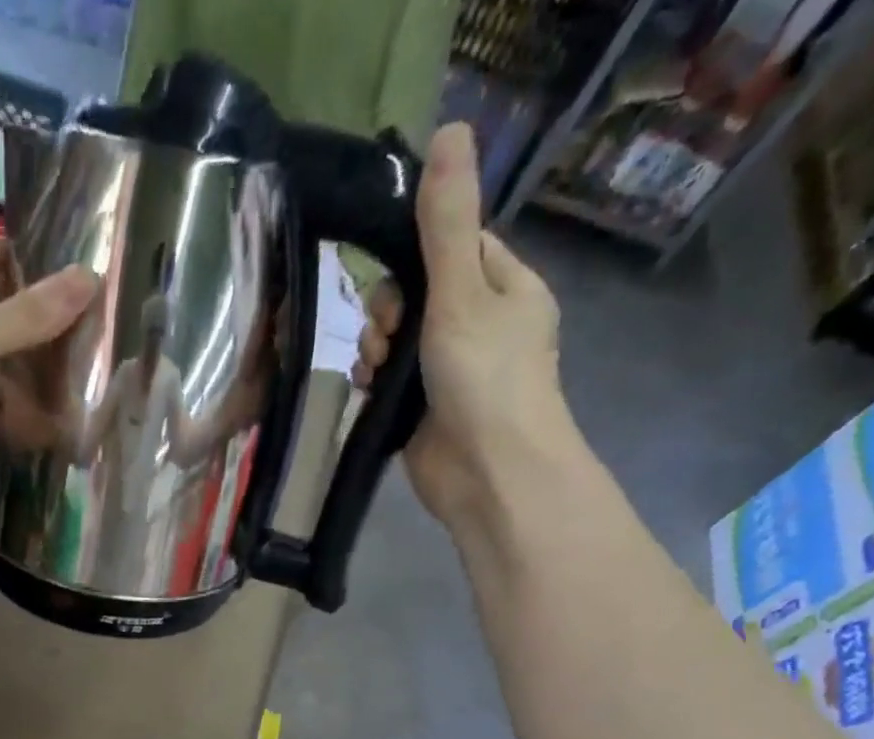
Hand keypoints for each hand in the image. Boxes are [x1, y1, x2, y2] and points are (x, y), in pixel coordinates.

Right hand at [353, 124, 568, 527]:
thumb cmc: (485, 379)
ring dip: (376, 345)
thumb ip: (446, 225)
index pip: (456, 246)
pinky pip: (389, 379)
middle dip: (390, 308)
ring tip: (374, 365)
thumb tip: (449, 131)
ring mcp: (449, 371)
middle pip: (418, 293)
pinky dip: (374, 379)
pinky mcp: (421, 410)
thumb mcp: (462, 294)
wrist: (488, 473)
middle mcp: (479, 325)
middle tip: (385, 334)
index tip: (392, 275)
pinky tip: (366, 386)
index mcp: (506, 288)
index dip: (417, 254)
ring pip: (398, 339)